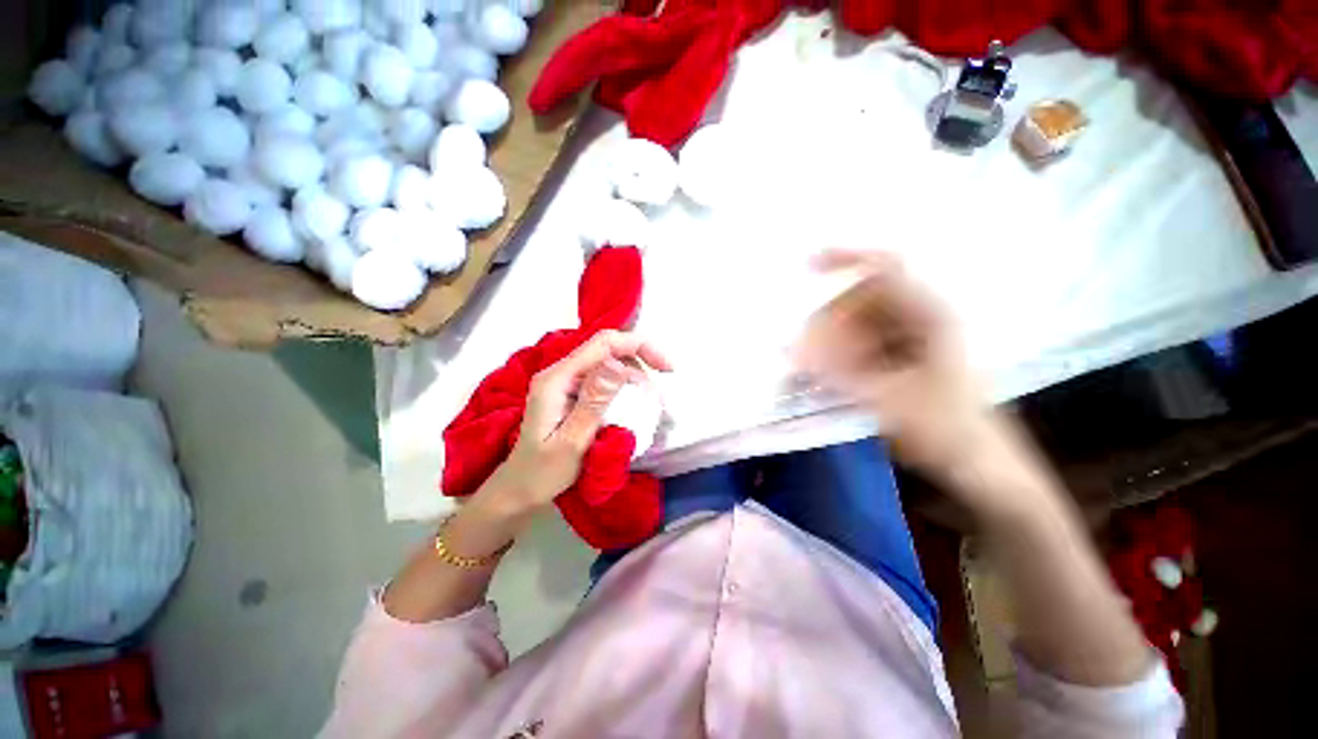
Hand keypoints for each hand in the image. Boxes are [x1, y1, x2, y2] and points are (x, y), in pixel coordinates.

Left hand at [486, 330, 672, 513]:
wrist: (520, 490)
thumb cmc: (543, 472)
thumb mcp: (572, 441)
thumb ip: (594, 401)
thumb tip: (618, 364)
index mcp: (557, 378)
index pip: (603, 343)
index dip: (639, 346)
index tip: (666, 369)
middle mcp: (561, 373)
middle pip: (608, 349)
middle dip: (640, 364)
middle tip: (658, 396)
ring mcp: (566, 382)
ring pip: (609, 364)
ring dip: (634, 379)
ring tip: (650, 405)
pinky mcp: (572, 393)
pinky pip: (604, 381)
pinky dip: (625, 389)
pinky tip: (635, 407)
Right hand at [798, 249, 996, 476]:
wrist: (983, 465)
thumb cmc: (945, 430)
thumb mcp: (886, 399)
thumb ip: (833, 372)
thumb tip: (786, 348)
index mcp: (930, 316)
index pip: (884, 268)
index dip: (845, 258)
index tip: (806, 266)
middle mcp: (921, 318)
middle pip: (861, 300)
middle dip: (827, 320)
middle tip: (803, 351)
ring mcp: (912, 338)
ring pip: (858, 324)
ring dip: (831, 340)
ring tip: (812, 369)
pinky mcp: (902, 357)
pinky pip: (862, 344)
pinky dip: (841, 355)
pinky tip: (828, 375)